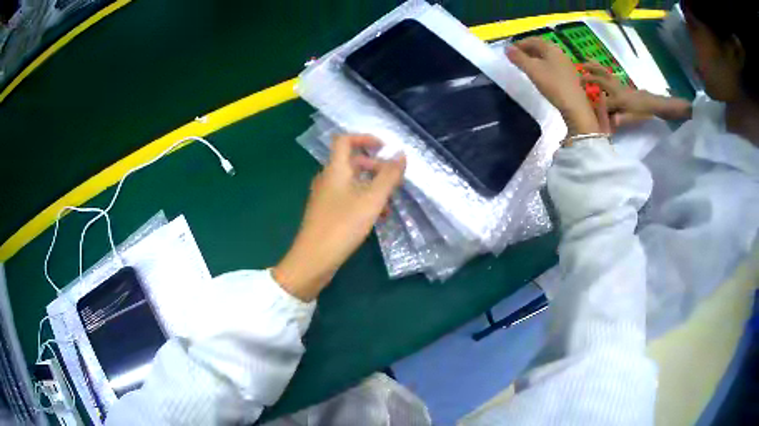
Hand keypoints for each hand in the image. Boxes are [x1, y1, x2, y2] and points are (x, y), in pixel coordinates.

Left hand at [273, 134, 405, 300]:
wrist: (313, 259)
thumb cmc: (342, 225)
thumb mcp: (371, 200)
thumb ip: (388, 176)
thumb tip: (401, 154)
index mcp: (335, 169)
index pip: (345, 140)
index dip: (365, 138)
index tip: (385, 148)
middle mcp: (327, 179)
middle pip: (351, 161)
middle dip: (374, 166)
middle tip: (393, 179)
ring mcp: (325, 196)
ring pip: (351, 182)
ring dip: (371, 186)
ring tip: (389, 202)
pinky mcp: (326, 212)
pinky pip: (347, 197)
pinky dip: (363, 200)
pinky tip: (377, 217)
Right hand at [507, 37, 599, 135]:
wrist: (575, 106)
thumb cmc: (553, 84)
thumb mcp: (532, 70)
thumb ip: (518, 58)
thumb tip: (506, 48)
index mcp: (550, 47)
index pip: (532, 40)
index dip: (519, 44)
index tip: (510, 51)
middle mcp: (559, 52)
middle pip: (540, 47)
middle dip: (527, 50)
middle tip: (517, 58)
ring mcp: (566, 64)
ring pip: (547, 56)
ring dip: (535, 58)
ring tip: (527, 66)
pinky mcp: (570, 75)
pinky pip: (553, 65)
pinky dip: (544, 65)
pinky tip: (541, 75)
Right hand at [581, 62, 654, 129]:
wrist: (649, 103)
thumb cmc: (641, 112)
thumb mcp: (633, 118)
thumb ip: (622, 119)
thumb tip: (611, 121)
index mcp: (618, 99)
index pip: (604, 104)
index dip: (595, 107)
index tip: (586, 109)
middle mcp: (615, 89)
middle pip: (601, 80)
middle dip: (590, 78)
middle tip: (578, 76)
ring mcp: (616, 84)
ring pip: (603, 72)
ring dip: (593, 67)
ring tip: (583, 62)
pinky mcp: (617, 82)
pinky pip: (606, 72)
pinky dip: (598, 66)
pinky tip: (593, 63)